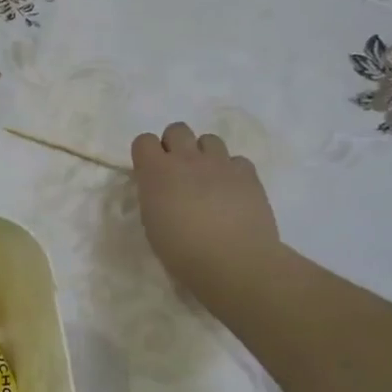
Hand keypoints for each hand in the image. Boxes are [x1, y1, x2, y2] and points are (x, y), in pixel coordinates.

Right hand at [131, 121, 283, 314]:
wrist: (234, 262)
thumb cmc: (183, 252)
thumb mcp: (153, 224)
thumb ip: (154, 197)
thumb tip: (162, 190)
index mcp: (156, 172)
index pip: (144, 140)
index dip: (147, 154)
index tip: (150, 172)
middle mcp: (187, 159)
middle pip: (177, 129)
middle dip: (175, 145)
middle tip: (179, 172)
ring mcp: (220, 163)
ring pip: (209, 139)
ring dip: (205, 155)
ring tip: (208, 180)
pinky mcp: (248, 174)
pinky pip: (237, 160)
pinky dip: (232, 172)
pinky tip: (233, 192)